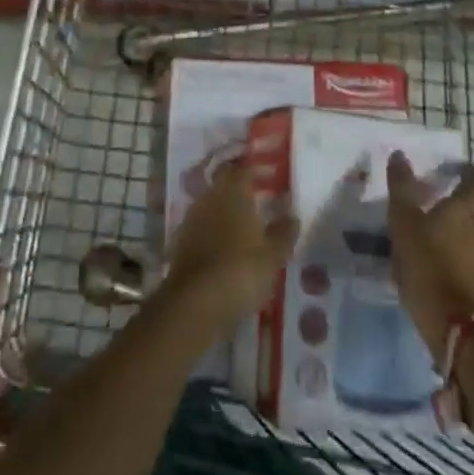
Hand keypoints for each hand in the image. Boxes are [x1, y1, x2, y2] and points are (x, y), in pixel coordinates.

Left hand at [163, 159, 298, 333]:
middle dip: (240, 195)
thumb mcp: (273, 256)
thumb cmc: (241, 271)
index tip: (268, 180)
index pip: (244, 170)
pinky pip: (202, 231)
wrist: (195, 304)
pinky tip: (224, 253)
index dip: (256, 173)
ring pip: (212, 208)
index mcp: (234, 191)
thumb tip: (292, 217)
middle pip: (225, 187)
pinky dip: (213, 237)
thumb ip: (283, 234)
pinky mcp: (181, 243)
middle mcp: (210, 197)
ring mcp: (192, 219)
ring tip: (243, 232)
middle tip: (258, 205)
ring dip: (225, 216)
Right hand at [387, 152, 473, 359]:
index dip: (469, 176)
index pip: (473, 185)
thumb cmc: (426, 265)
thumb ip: (401, 187)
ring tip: (467, 243)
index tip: (464, 170)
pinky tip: (472, 273)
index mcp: (462, 211)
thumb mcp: (403, 222)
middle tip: (464, 210)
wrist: (457, 325)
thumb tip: (399, 154)